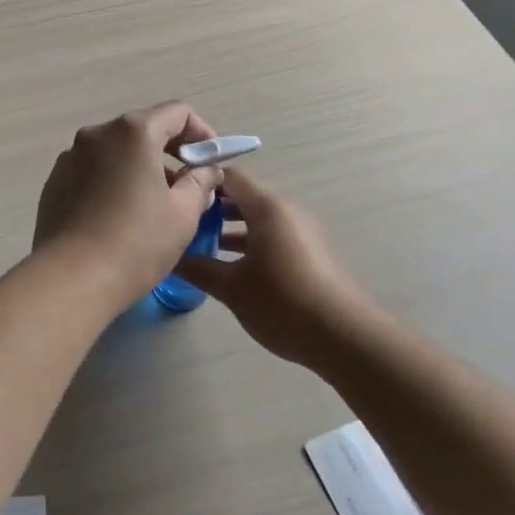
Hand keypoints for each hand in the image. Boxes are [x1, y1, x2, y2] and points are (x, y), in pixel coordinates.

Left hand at [33, 103, 226, 300]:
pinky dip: (112, 181)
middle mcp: (98, 134)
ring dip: (139, 167)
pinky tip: (118, 216)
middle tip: (188, 184)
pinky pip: (93, 170)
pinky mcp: (55, 181)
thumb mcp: (183, 214)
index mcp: (133, 132)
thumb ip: (200, 183)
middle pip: (143, 129)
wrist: (71, 278)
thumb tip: (206, 171)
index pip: (177, 113)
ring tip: (153, 204)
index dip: (201, 132)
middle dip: (170, 151)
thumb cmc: (136, 242)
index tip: (210, 161)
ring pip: (116, 151)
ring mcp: (71, 156)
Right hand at [175, 167, 369, 365]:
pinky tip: (231, 267)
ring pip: (257, 219)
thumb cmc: (282, 302)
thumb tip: (170, 257)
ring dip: (229, 228)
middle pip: (243, 197)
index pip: (229, 176)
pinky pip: (272, 236)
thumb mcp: (232, 287)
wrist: (344, 337)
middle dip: (212, 207)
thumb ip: (198, 268)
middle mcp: (286, 212)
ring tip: (200, 245)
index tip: (176, 193)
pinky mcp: (310, 255)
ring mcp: (301, 233)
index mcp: (267, 208)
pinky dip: (249, 243)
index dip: (201, 180)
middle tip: (182, 222)